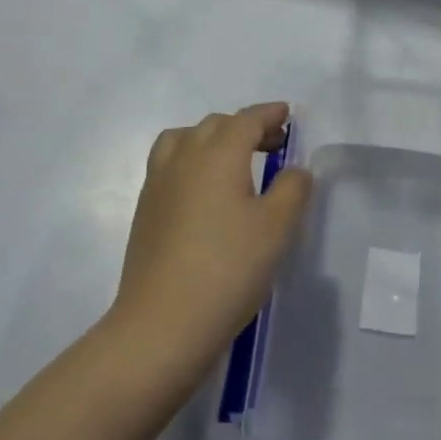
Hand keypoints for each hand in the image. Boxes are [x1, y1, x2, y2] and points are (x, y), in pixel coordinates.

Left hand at [111, 103, 311, 379]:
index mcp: (219, 154)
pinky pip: (169, 164)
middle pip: (216, 124)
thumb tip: (294, 169)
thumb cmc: (228, 270)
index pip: (246, 119)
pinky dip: (191, 160)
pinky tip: (205, 191)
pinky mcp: (145, 211)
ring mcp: (159, 184)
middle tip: (272, 144)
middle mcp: (185, 158)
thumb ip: (292, 189)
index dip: (269, 114)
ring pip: (184, 139)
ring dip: (211, 139)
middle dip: (245, 126)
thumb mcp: (277, 228)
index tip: (287, 114)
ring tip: (232, 160)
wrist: (161, 326)